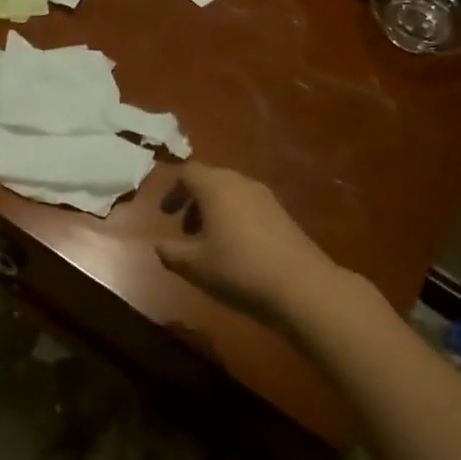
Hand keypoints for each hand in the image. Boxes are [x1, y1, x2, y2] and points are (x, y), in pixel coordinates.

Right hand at [156, 163, 341, 324]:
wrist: (301, 285)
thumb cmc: (238, 269)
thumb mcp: (194, 265)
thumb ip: (171, 252)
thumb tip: (159, 245)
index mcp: (216, 187)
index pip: (188, 173)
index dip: (173, 191)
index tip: (164, 214)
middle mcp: (241, 183)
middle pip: (211, 180)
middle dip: (193, 202)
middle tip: (184, 230)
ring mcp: (266, 197)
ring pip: (231, 193)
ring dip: (214, 211)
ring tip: (208, 243)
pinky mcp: (282, 214)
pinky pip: (249, 206)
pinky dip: (234, 218)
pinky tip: (235, 249)